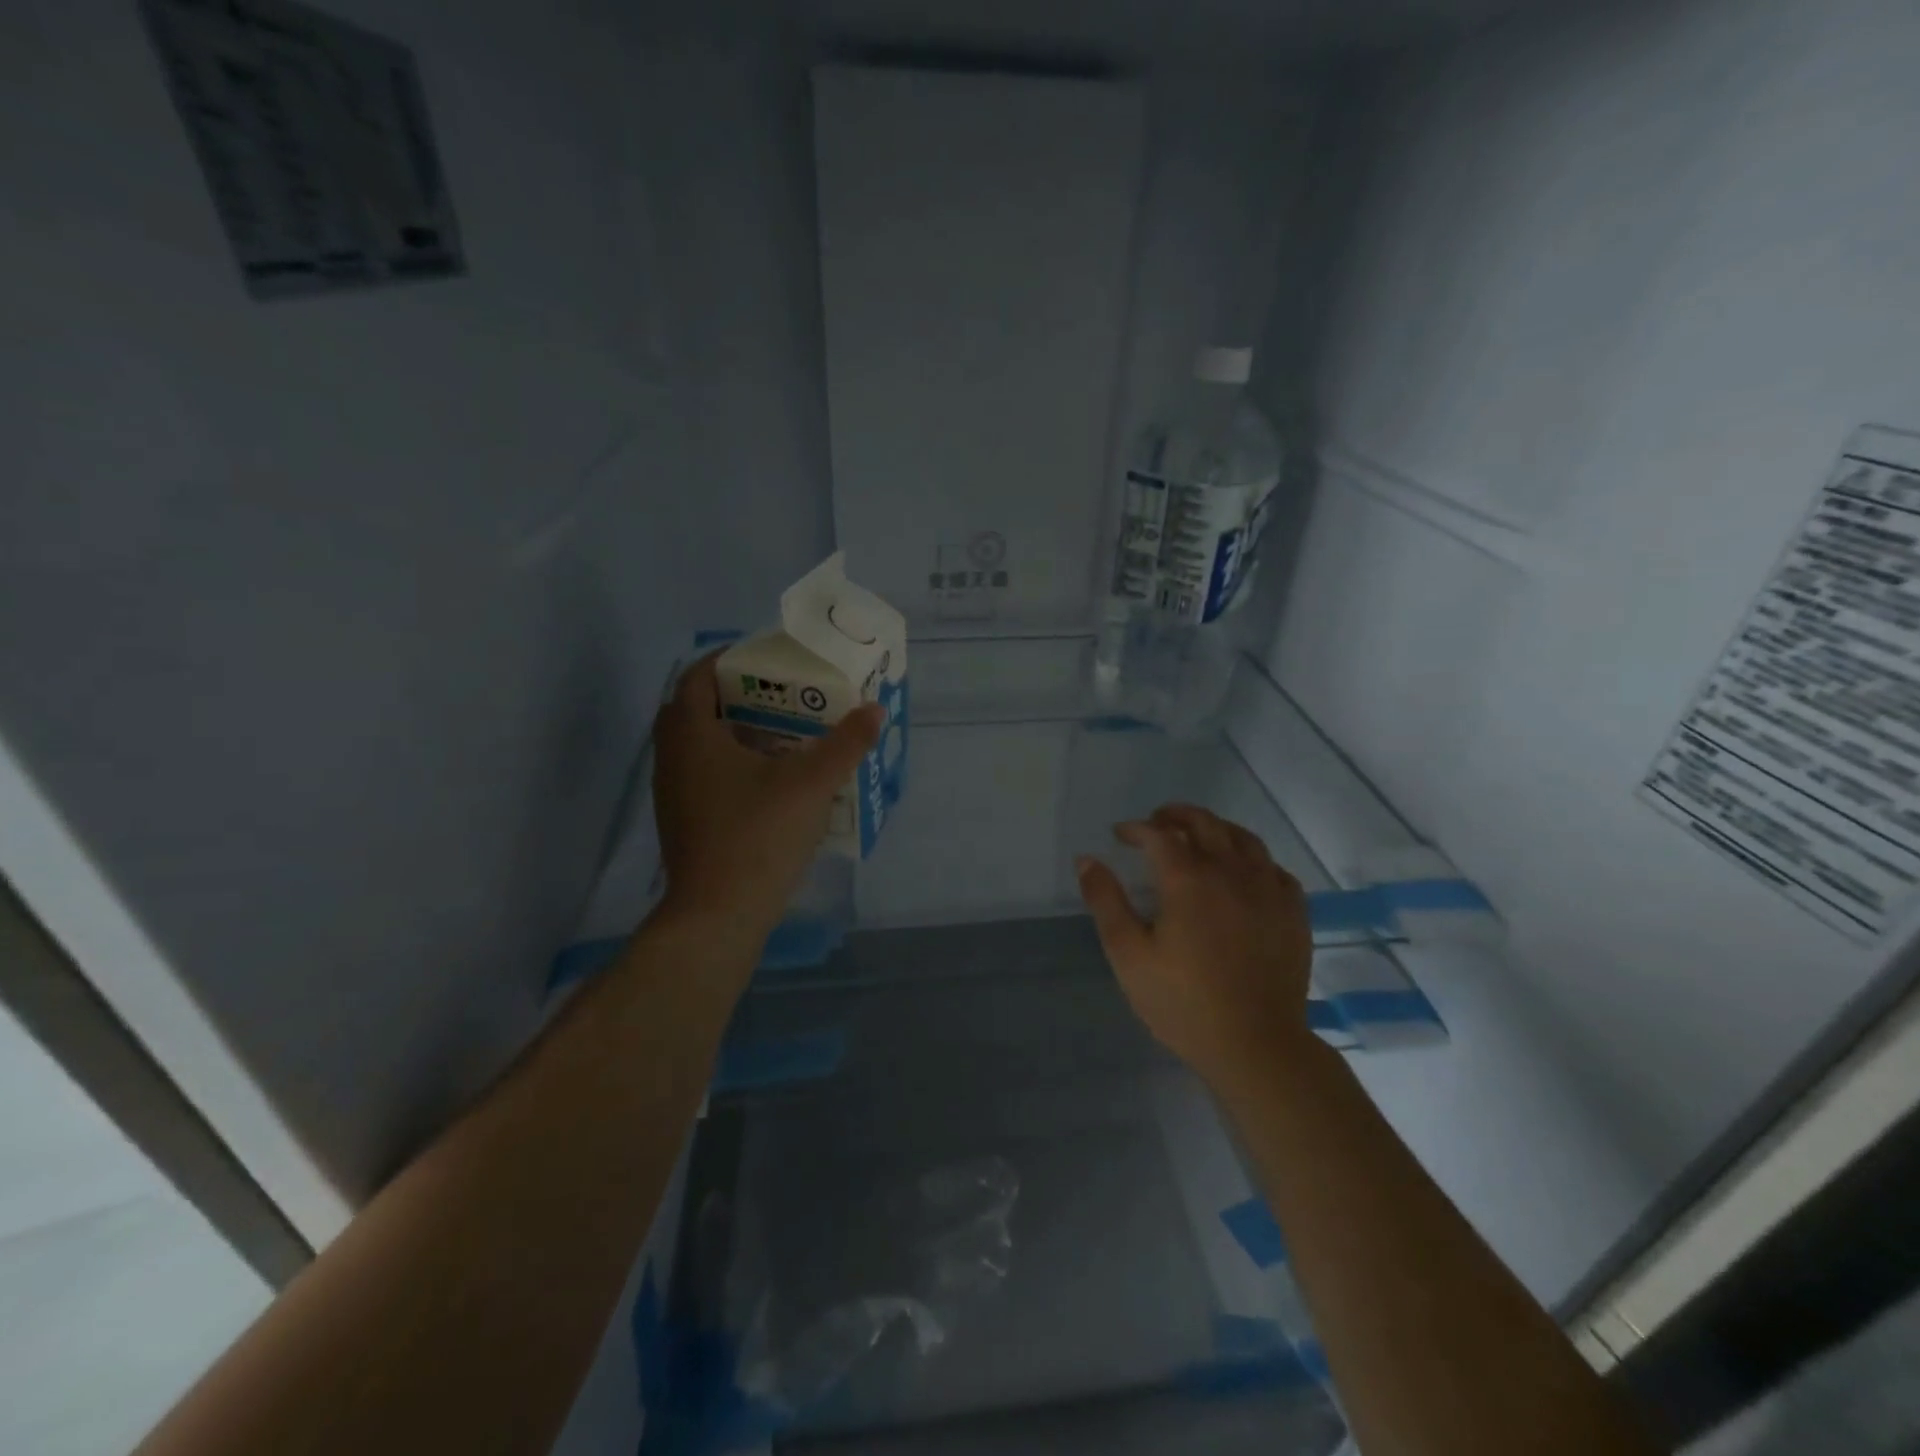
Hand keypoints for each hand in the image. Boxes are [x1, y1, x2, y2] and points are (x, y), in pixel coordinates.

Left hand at [651, 655, 882, 942]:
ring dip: (734, 731)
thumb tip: (874, 710)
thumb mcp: (812, 783)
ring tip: (783, 732)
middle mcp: (673, 757)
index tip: (767, 658)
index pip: (698, 676)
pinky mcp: (683, 820)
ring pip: (700, 744)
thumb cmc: (759, 835)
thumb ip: (846, 743)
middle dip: (736, 695)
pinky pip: (703, 773)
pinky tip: (771, 779)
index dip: (728, 659)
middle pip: (697, 708)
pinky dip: (731, 762)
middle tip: (780, 694)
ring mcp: (673, 792)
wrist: (718, 914)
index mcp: (692, 734)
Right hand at [1076, 804, 1314, 1095]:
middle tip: (1156, 822)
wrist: (1256, 1046)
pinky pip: (1273, 867)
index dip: (1136, 828)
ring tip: (1198, 836)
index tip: (1120, 835)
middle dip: (1175, 815)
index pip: (1159, 834)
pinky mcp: (1293, 911)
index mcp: (1188, 880)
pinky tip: (1242, 872)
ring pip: (1243, 838)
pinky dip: (1251, 858)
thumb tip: (1087, 860)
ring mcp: (1268, 889)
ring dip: (1215, 828)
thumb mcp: (1128, 955)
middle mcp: (1231, 872)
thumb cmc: (1183, 1003)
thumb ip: (1106, 902)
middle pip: (1204, 823)